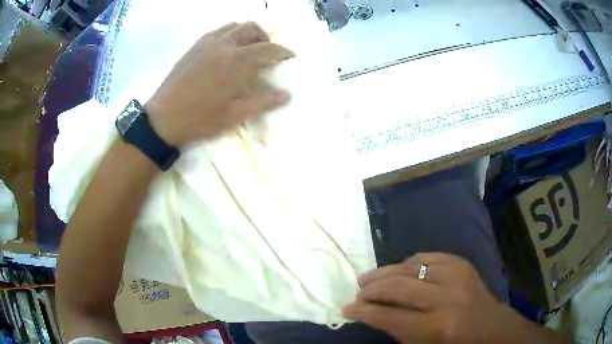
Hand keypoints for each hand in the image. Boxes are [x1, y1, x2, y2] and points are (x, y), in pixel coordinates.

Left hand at [146, 22, 294, 146]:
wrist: (163, 119)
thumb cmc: (200, 119)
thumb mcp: (234, 115)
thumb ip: (262, 102)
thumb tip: (287, 95)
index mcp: (236, 61)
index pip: (268, 48)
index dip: (283, 51)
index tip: (291, 57)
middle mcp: (223, 44)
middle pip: (252, 28)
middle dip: (265, 37)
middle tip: (268, 53)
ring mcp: (207, 43)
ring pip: (234, 25)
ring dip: (247, 33)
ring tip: (248, 48)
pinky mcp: (194, 46)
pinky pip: (217, 30)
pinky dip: (229, 33)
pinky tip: (227, 49)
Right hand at [343, 253, 507, 343]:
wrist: (488, 325)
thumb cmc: (453, 343)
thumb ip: (396, 330)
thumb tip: (370, 313)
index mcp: (436, 327)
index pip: (390, 317)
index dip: (364, 312)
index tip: (347, 309)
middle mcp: (445, 298)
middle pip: (398, 288)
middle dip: (371, 290)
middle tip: (357, 293)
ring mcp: (455, 275)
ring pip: (410, 267)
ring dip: (385, 272)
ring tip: (368, 277)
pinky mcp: (460, 263)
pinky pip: (428, 256)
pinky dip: (409, 262)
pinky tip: (399, 268)